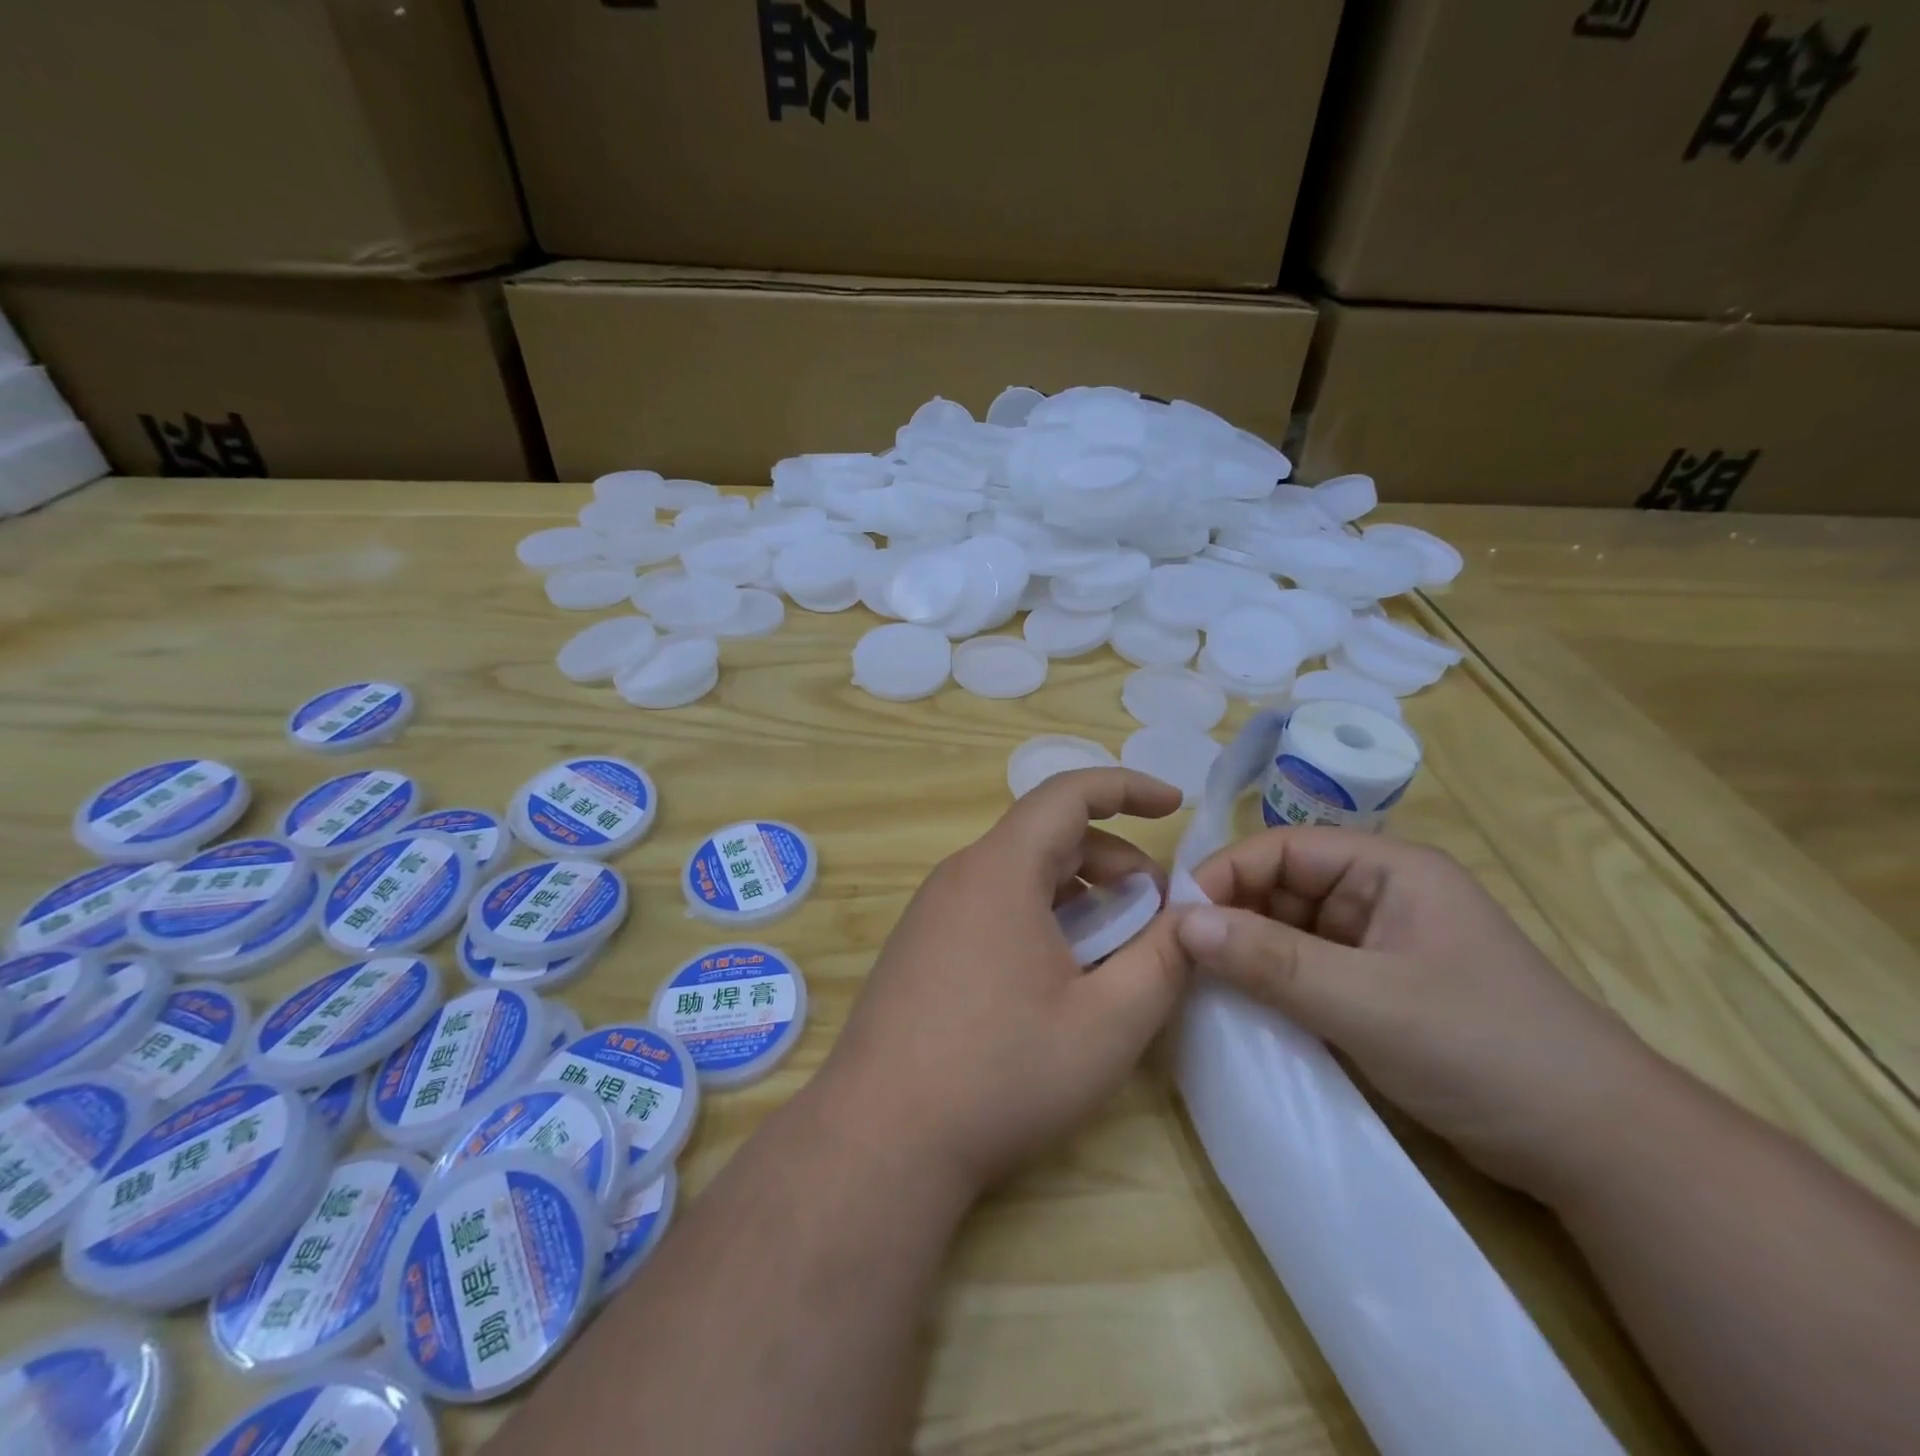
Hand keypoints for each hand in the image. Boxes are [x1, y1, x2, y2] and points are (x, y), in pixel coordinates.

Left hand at [813, 769, 1189, 1196]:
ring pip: (1019, 874)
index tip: (1175, 805)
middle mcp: (960, 875)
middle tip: (1155, 911)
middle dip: (1112, 859)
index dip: (1127, 788)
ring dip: (1076, 892)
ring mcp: (932, 911)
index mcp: (1001, 870)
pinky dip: (1039, 916)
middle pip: (1046, 836)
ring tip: (1114, 947)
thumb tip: (1192, 919)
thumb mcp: (1107, 1022)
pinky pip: (991, 905)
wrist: (882, 1137)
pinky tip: (1057, 976)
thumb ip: (1164, 961)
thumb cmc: (1002, 1073)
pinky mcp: (920, 946)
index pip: (1068, 793)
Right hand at [1178, 827, 1662, 1202]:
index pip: (1282, 849)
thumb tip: (1182, 924)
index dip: (1225, 875)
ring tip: (1197, 981)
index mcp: (1388, 869)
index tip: (1175, 918)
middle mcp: (1379, 895)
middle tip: (1178, 955)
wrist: (1600, 1151)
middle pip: (1282, 887)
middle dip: (1231, 915)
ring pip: (1289, 930)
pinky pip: (1306, 971)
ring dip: (1247, 952)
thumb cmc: (1484, 1049)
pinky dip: (1271, 984)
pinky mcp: (1377, 990)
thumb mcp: (1367, 1002)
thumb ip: (1271, 960)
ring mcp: (1379, 944)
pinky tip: (1240, 1006)